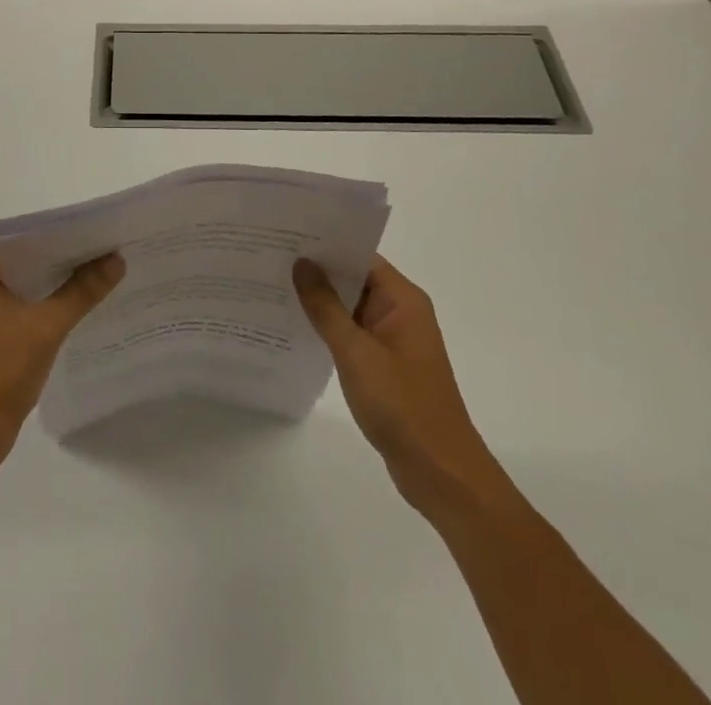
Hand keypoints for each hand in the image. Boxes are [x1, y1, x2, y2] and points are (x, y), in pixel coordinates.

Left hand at [0, 248, 124, 466]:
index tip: (100, 230)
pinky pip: (28, 308)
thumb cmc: (0, 371)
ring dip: (61, 282)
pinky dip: (52, 305)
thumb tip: (117, 258)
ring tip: (104, 271)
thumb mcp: (47, 326)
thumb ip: (82, 290)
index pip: (27, 238)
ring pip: (31, 286)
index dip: (64, 234)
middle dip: (67, 258)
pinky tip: (83, 304)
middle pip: (30, 261)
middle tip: (109, 248)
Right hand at [294, 255, 508, 512]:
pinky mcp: (385, 365)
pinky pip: (352, 334)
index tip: (285, 237)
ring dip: (320, 302)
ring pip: (350, 308)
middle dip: (316, 272)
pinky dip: (328, 329)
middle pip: (354, 279)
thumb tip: (301, 263)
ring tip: (273, 287)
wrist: (439, 473)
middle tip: (270, 258)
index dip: (325, 245)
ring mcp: (393, 340)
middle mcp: (401, 312)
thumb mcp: (356, 352)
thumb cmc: (401, 404)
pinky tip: (295, 328)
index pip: (359, 256)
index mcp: (402, 300)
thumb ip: (325, 307)